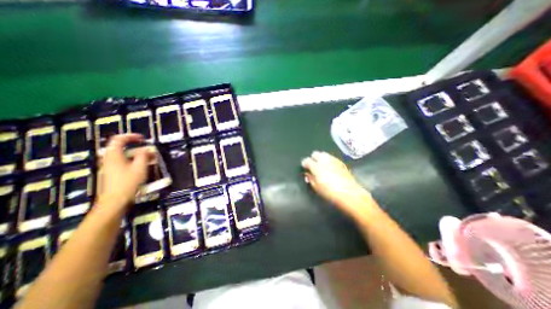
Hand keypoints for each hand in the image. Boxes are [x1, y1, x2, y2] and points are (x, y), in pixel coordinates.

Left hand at [98, 134, 148, 210]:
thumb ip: (144, 156)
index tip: (143, 139)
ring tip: (149, 159)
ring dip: (136, 155)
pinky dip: (133, 161)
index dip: (131, 136)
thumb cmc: (128, 183)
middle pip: (120, 147)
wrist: (114, 201)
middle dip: (136, 147)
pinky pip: (122, 162)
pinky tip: (142, 167)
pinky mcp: (111, 174)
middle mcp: (108, 159)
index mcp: (113, 155)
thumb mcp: (140, 168)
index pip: (119, 139)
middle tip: (148, 150)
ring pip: (122, 155)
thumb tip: (147, 149)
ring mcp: (108, 167)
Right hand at [301, 151, 373, 217]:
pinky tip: (330, 168)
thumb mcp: (316, 187)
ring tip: (322, 166)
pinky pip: (331, 158)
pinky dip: (328, 161)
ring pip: (324, 154)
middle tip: (313, 166)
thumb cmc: (330, 192)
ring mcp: (333, 160)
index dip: (304, 164)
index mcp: (316, 167)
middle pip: (315, 154)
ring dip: (321, 158)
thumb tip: (307, 174)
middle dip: (313, 158)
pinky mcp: (340, 162)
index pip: (306, 160)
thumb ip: (310, 179)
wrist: (349, 193)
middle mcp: (324, 160)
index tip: (305, 168)